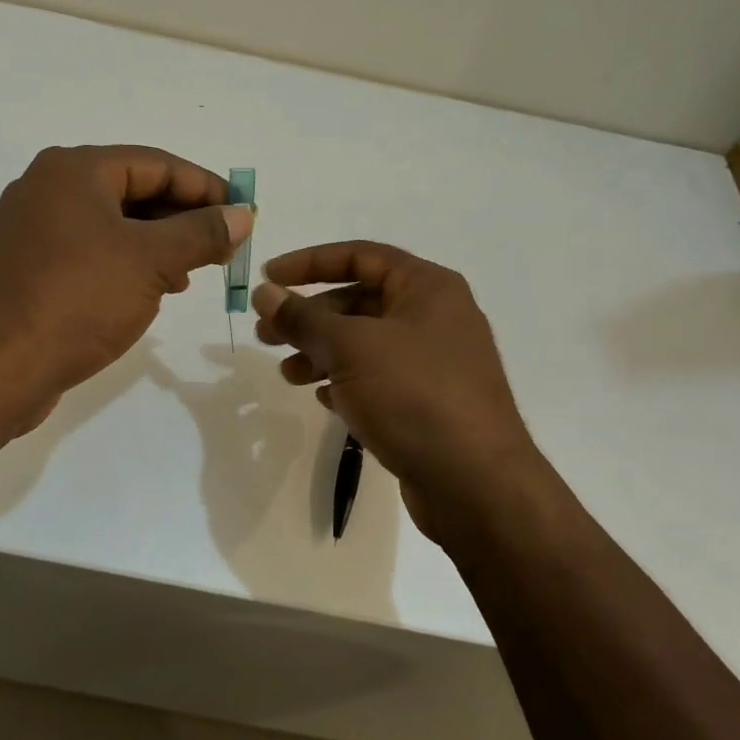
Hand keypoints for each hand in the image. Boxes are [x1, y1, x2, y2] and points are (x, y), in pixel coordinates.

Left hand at [0, 145, 251, 429]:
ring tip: (193, 272)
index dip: (206, 187)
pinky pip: (90, 251)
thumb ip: (201, 232)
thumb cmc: (78, 301)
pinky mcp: (27, 267)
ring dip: (158, 243)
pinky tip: (152, 290)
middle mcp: (47, 188)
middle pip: (133, 190)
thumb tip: (242, 214)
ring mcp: (32, 229)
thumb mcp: (151, 262)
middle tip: (223, 246)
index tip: (242, 212)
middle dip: (183, 218)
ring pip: (112, 223)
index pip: (156, 163)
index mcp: (73, 170)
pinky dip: (127, 262)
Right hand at [252, 242, 546, 546]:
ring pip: (365, 344)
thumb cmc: (413, 396)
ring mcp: (435, 362)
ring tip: (289, 375)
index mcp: (427, 287)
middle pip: (359, 301)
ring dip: (322, 353)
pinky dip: (347, 382)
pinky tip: (324, 400)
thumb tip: (265, 292)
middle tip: (266, 335)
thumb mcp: (351, 348)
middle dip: (309, 316)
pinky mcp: (429, 403)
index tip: (268, 278)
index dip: (308, 263)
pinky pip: (379, 379)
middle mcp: (435, 317)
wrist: (475, 484)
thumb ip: (303, 318)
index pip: (359, 256)